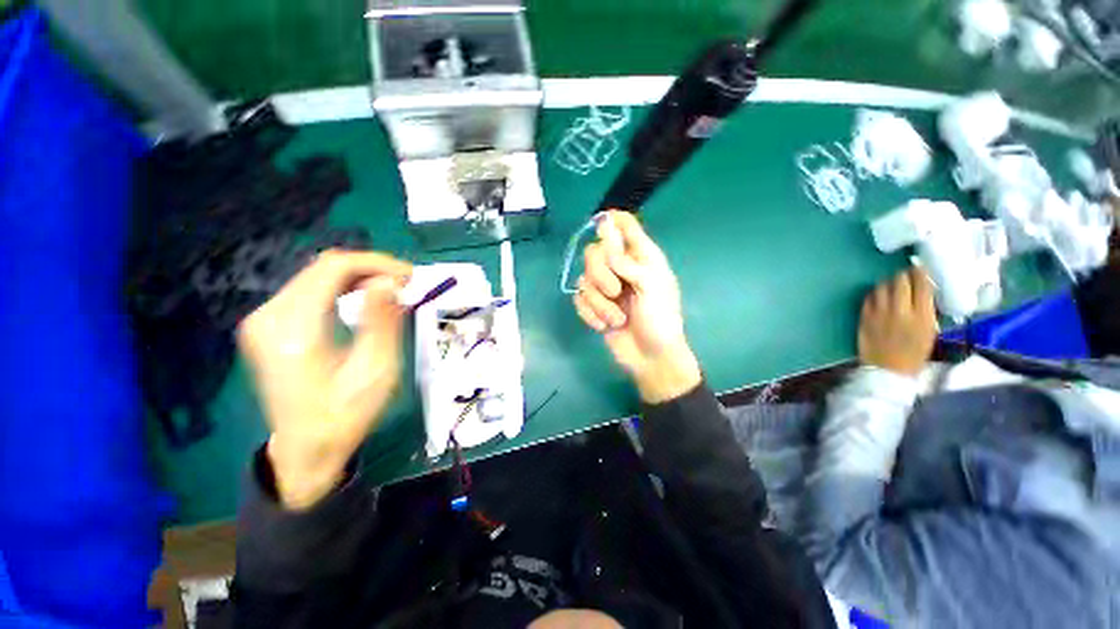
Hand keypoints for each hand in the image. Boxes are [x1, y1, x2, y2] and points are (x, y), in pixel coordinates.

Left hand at [237, 251, 411, 508]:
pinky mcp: (268, 326)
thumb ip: (382, 322)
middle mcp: (269, 318)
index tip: (409, 275)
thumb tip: (390, 281)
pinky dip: (341, 288)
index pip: (332, 269)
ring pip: (316, 276)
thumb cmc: (345, 415)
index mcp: (294, 331)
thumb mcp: (375, 371)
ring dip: (358, 277)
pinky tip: (363, 298)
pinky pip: (308, 290)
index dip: (375, 263)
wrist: (306, 449)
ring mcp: (264, 321)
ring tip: (391, 290)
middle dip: (369, 269)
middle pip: (322, 268)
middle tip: (405, 284)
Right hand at [573, 211, 700, 402]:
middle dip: (601, 273)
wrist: (650, 358)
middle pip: (594, 251)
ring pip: (584, 278)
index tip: (601, 228)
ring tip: (617, 319)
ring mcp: (605, 288)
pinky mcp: (594, 306)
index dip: (611, 221)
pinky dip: (591, 314)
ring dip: (599, 302)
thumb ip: (626, 257)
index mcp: (641, 257)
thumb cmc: (660, 319)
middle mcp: (620, 268)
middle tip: (616, 291)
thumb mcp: (650, 285)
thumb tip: (604, 224)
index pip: (624, 225)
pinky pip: (579, 299)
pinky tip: (605, 326)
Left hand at [858, 266, 937, 376]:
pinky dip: (874, 294)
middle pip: (900, 281)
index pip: (922, 285)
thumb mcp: (930, 331)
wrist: (888, 371)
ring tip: (891, 285)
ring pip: (882, 286)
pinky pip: (869, 298)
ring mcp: (879, 313)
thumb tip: (924, 292)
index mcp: (922, 316)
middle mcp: (900, 311)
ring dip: (887, 283)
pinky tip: (879, 296)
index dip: (920, 273)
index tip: (919, 268)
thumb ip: (926, 310)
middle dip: (903, 275)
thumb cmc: (914, 354)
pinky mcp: (864, 317)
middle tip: (905, 275)